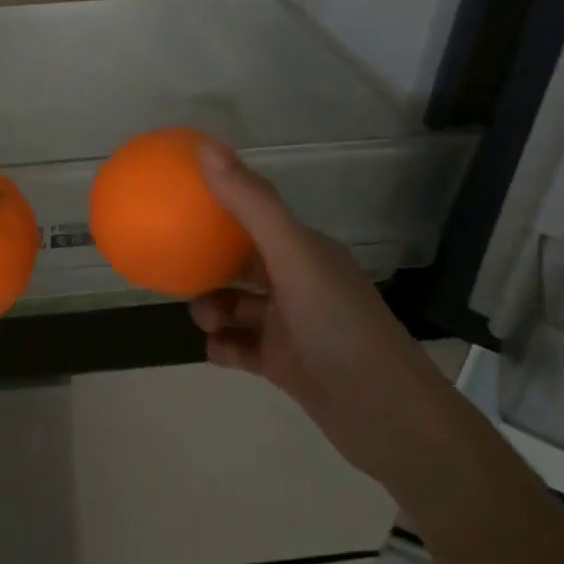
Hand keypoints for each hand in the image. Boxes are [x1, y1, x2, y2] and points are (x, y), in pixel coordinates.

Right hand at [189, 142, 459, 483]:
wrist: (385, 416)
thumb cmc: (338, 324)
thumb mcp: (292, 256)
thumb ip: (250, 203)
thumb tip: (205, 146)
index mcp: (305, 251)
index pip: (256, 219)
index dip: (221, 208)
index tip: (180, 203)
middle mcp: (299, 283)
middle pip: (242, 264)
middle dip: (209, 265)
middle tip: (177, 267)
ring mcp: (292, 326)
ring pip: (238, 307)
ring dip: (213, 309)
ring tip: (204, 319)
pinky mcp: (286, 365)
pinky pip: (241, 348)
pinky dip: (224, 347)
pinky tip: (217, 350)